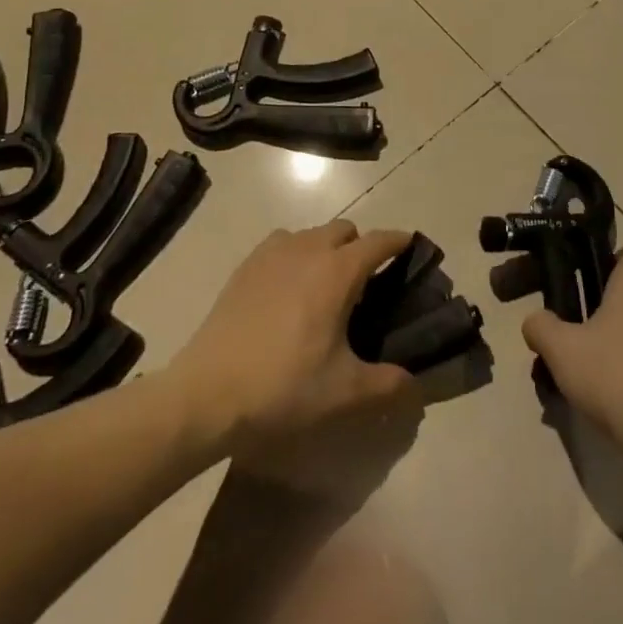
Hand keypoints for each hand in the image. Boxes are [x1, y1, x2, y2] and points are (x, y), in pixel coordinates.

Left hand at [168, 221, 420, 455]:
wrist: (206, 394)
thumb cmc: (283, 387)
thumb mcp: (344, 393)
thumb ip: (388, 385)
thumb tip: (416, 386)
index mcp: (338, 271)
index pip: (379, 241)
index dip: (399, 241)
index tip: (412, 247)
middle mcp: (308, 249)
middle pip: (345, 230)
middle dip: (361, 246)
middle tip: (366, 283)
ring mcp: (272, 253)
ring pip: (312, 234)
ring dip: (327, 248)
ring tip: (326, 285)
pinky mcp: (246, 266)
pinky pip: (282, 243)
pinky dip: (296, 253)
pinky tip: (289, 287)